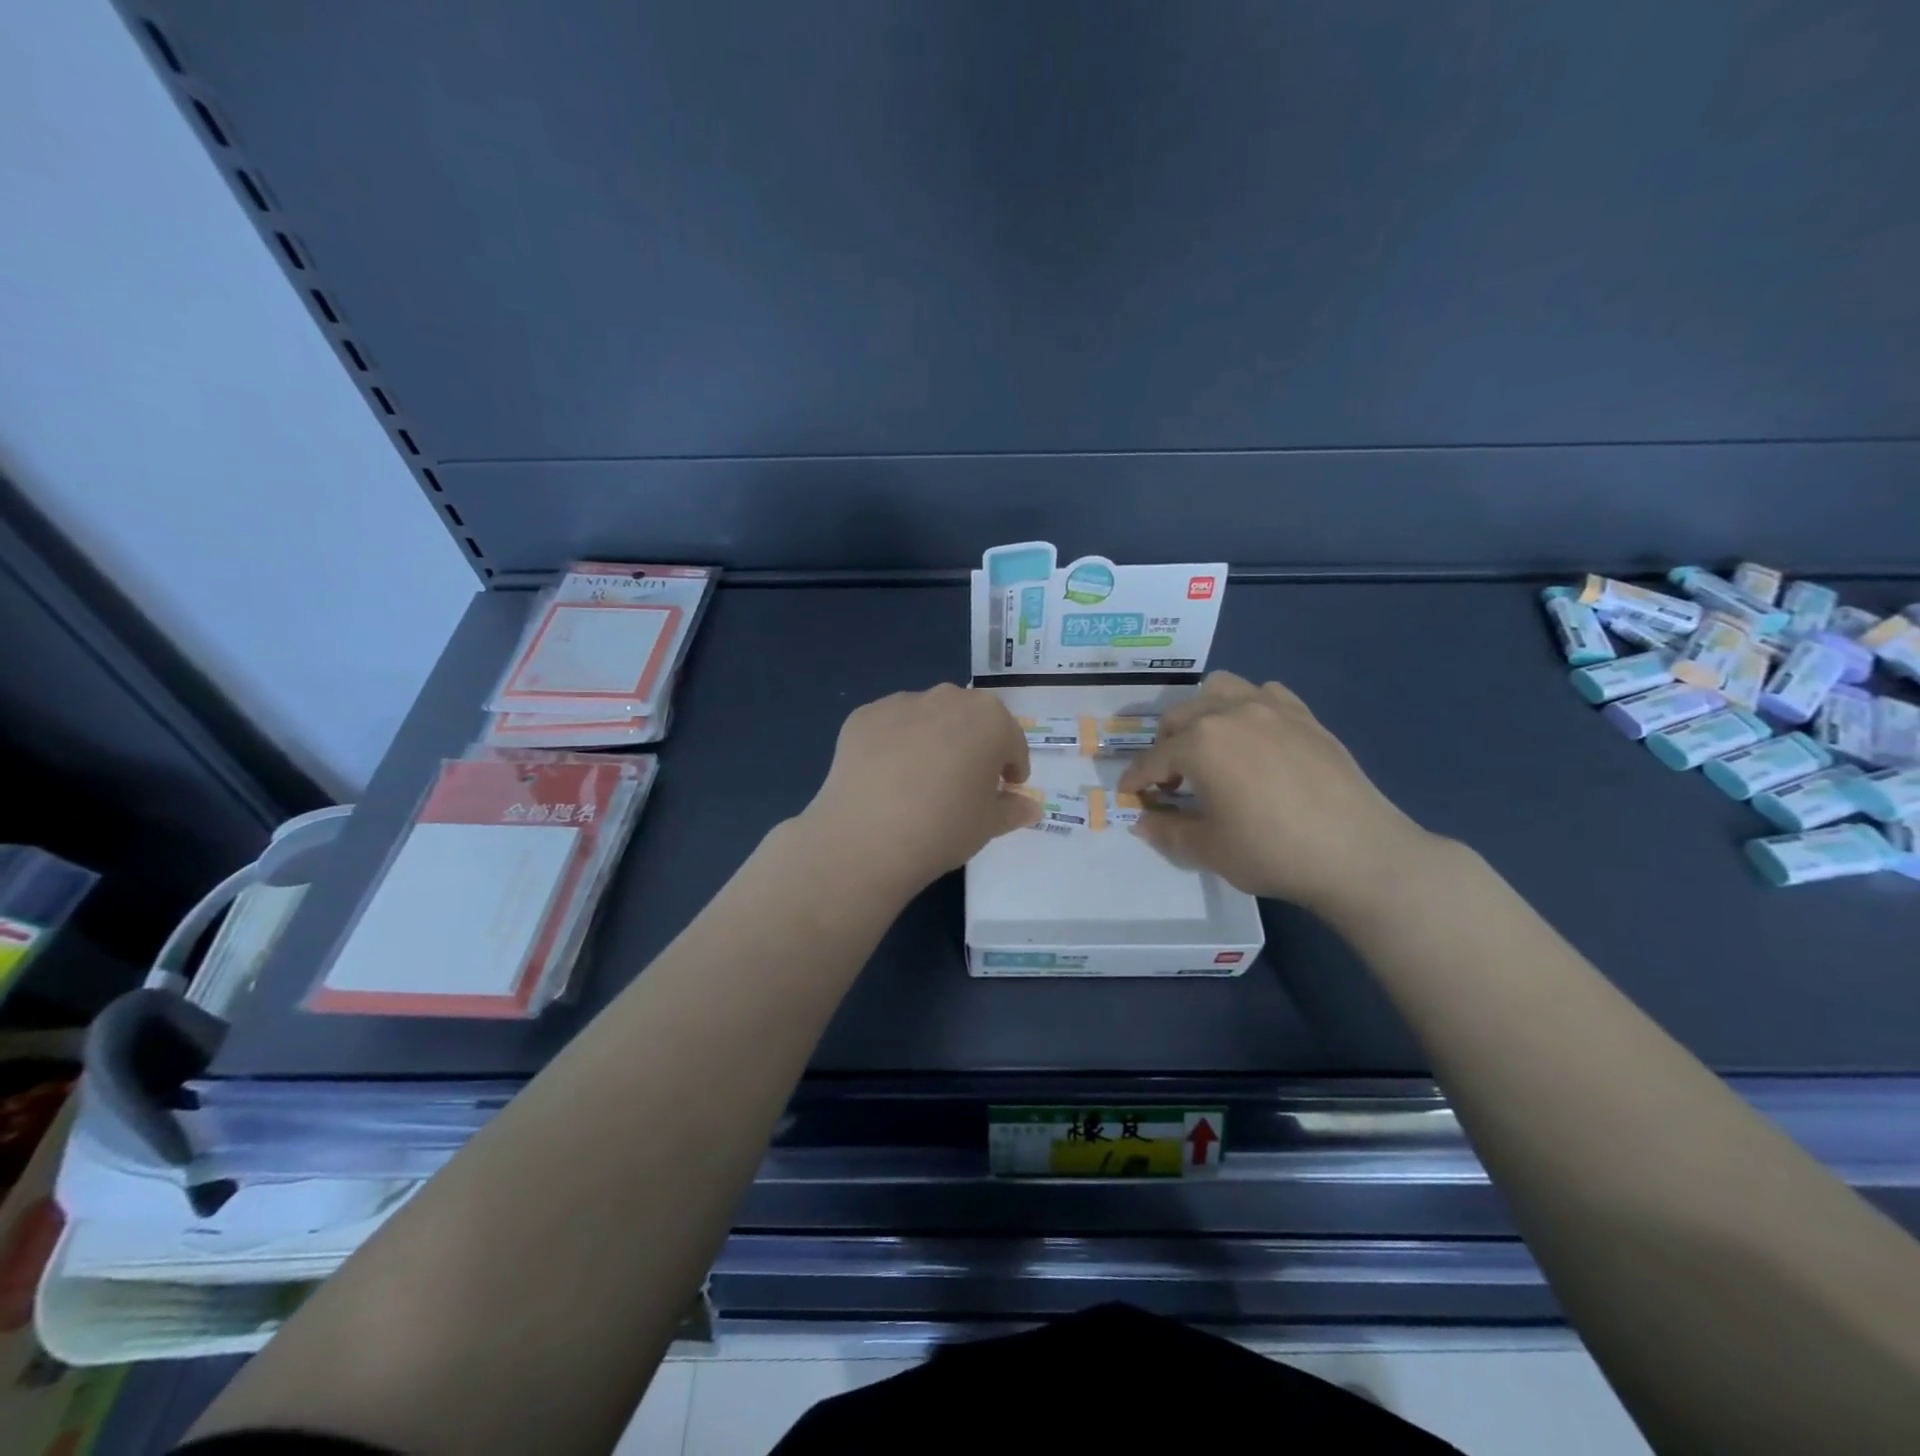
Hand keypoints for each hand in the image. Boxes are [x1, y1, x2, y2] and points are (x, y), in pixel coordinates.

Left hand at [800, 685, 1041, 897]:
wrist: (867, 838)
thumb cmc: (944, 828)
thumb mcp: (989, 824)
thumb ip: (1013, 808)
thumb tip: (1029, 806)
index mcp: (989, 718)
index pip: (1011, 741)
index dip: (1011, 767)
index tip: (1004, 789)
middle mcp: (947, 698)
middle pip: (969, 720)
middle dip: (973, 746)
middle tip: (964, 784)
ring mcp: (900, 703)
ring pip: (927, 719)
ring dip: (933, 740)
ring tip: (920, 781)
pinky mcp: (862, 716)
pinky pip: (890, 727)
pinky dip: (894, 745)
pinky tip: (887, 779)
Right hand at [1117, 671, 1437, 918]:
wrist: (1357, 853)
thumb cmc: (1272, 852)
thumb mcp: (1209, 849)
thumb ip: (1168, 830)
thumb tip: (1144, 821)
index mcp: (1199, 743)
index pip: (1152, 759)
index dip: (1136, 780)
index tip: (1129, 795)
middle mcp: (1228, 713)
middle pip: (1179, 718)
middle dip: (1165, 747)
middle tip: (1172, 781)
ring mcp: (1270, 708)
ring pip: (1218, 689)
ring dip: (1202, 713)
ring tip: (1210, 746)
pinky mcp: (1304, 715)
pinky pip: (1264, 693)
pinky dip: (1248, 708)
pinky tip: (1256, 738)